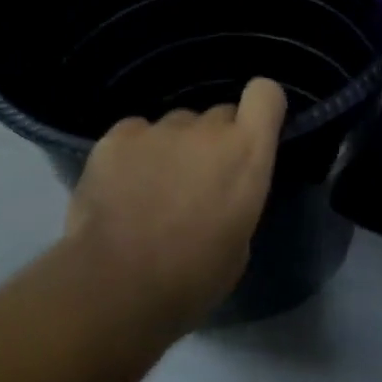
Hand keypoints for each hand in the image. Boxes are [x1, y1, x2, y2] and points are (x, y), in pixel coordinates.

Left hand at [64, 78, 288, 330]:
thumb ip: (236, 199)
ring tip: (151, 190)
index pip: (266, 94)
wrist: (117, 286)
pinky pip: (135, 133)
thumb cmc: (191, 278)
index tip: (252, 131)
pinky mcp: (116, 137)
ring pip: (174, 126)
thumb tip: (220, 192)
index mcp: (246, 154)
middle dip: (213, 142)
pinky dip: (133, 153)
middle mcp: (206, 130)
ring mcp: (158, 129)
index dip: (261, 107)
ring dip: (172, 148)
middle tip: (197, 181)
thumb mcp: (238, 245)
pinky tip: (120, 187)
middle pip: (217, 115)